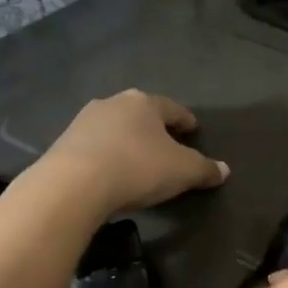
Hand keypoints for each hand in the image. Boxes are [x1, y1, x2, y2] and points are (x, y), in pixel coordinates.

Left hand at [27, 90, 228, 221]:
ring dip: (128, 140)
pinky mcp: (64, 142)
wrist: (73, 185)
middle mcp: (113, 103)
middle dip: (154, 128)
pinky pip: (95, 146)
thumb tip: (224, 169)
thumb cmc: (137, 168)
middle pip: (141, 114)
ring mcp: (84, 121)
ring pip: (116, 128)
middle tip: (166, 144)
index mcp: (145, 103)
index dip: (186, 120)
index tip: (193, 130)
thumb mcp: (183, 172)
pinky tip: (111, 171)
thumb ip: (205, 169)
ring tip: (137, 159)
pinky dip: (107, 154)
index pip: (173, 109)